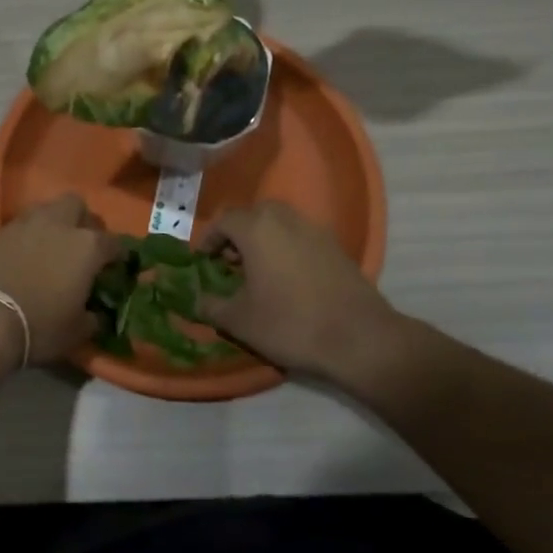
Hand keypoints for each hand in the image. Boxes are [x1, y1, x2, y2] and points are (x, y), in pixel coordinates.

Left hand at [0, 195, 123, 366]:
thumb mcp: (75, 333)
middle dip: (83, 221)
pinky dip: (29, 235)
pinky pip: (22, 225)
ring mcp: (26, 224)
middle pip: (77, 206)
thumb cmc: (39, 325)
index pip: (113, 243)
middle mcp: (60, 225)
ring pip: (47, 209)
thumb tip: (95, 315)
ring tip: (53, 247)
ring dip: (54, 222)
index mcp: (88, 246)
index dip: (118, 255)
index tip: (116, 267)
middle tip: (82, 245)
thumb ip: (92, 319)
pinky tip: (26, 255)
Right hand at [196, 201, 410, 382]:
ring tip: (257, 271)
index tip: (202, 260)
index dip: (208, 239)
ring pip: (279, 223)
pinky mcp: (336, 246)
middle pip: (253, 215)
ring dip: (263, 239)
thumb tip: (194, 299)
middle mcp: (285, 219)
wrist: (359, 338)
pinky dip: (286, 248)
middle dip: (237, 235)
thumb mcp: (239, 321)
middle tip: (229, 263)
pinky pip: (300, 236)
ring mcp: (315, 230)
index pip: (223, 220)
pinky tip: (287, 279)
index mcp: (257, 228)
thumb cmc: (290, 323)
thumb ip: (210, 305)